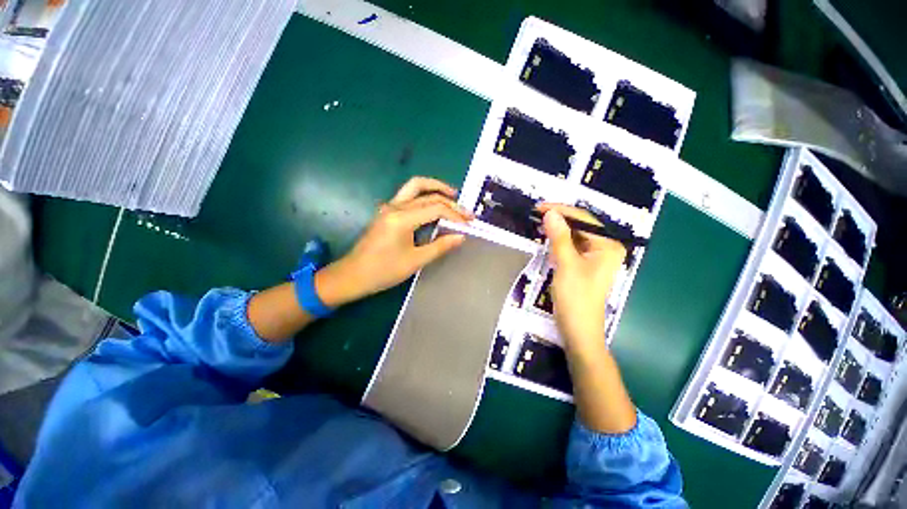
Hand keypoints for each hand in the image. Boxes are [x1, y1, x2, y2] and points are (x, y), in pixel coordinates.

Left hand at [314, 177, 472, 306]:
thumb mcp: (415, 261)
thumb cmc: (383, 271)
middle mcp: (395, 206)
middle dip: (449, 201)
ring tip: (452, 195)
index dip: (455, 215)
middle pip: (427, 195)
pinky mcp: (387, 212)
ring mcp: (389, 207)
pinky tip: (434, 205)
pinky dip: (425, 196)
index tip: (468, 224)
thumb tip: (461, 236)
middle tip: (466, 211)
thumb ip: (440, 246)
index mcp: (402, 218)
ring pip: (415, 187)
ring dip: (435, 188)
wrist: (353, 275)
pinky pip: (408, 196)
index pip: (436, 208)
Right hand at [538, 203, 626, 357]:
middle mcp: (605, 248)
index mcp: (609, 245)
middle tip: (536, 214)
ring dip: (557, 229)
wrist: (578, 330)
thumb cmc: (576, 298)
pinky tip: (547, 239)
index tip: (540, 207)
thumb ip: (559, 237)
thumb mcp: (567, 264)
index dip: (561, 210)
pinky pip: (572, 247)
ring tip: (539, 223)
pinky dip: (559, 242)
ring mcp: (595, 257)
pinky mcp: (584, 266)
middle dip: (559, 219)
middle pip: (581, 226)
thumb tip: (550, 213)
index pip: (584, 219)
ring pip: (575, 236)